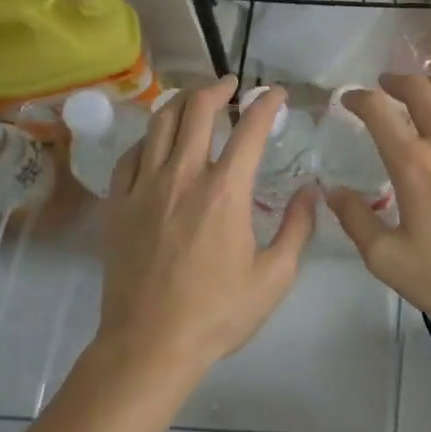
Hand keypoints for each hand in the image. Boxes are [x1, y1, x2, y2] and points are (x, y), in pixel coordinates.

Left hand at [99, 77, 315, 374]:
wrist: (149, 345)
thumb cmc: (217, 313)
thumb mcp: (274, 277)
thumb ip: (298, 228)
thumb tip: (312, 191)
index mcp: (225, 191)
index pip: (250, 129)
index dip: (266, 103)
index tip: (275, 94)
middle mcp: (183, 176)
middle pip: (197, 109)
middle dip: (218, 88)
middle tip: (231, 86)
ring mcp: (144, 187)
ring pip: (159, 122)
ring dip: (181, 102)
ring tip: (194, 101)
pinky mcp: (118, 204)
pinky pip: (131, 154)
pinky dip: (149, 138)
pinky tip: (157, 143)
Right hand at [324, 74, 430, 330]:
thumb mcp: (389, 260)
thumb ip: (356, 221)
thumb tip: (333, 191)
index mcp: (413, 163)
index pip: (378, 110)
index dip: (358, 98)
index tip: (349, 99)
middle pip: (419, 88)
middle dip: (396, 80)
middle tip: (385, 86)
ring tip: (424, 90)